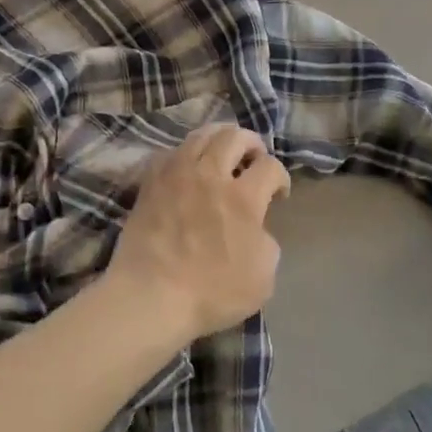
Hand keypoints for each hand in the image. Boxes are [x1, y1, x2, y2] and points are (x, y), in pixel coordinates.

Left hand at [108, 124, 291, 341]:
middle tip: (254, 158)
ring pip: (201, 135)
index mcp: (243, 198)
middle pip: (235, 136)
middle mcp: (211, 175)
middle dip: (252, 143)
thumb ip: (267, 242)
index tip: (278, 193)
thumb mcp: (263, 277)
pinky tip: (188, 167)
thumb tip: (256, 227)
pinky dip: (185, 153)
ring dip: (219, 139)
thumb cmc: (211, 292)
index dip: (280, 177)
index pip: (270, 166)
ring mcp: (177, 174)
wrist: (151, 296)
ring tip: (222, 152)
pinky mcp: (151, 181)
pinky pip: (170, 151)